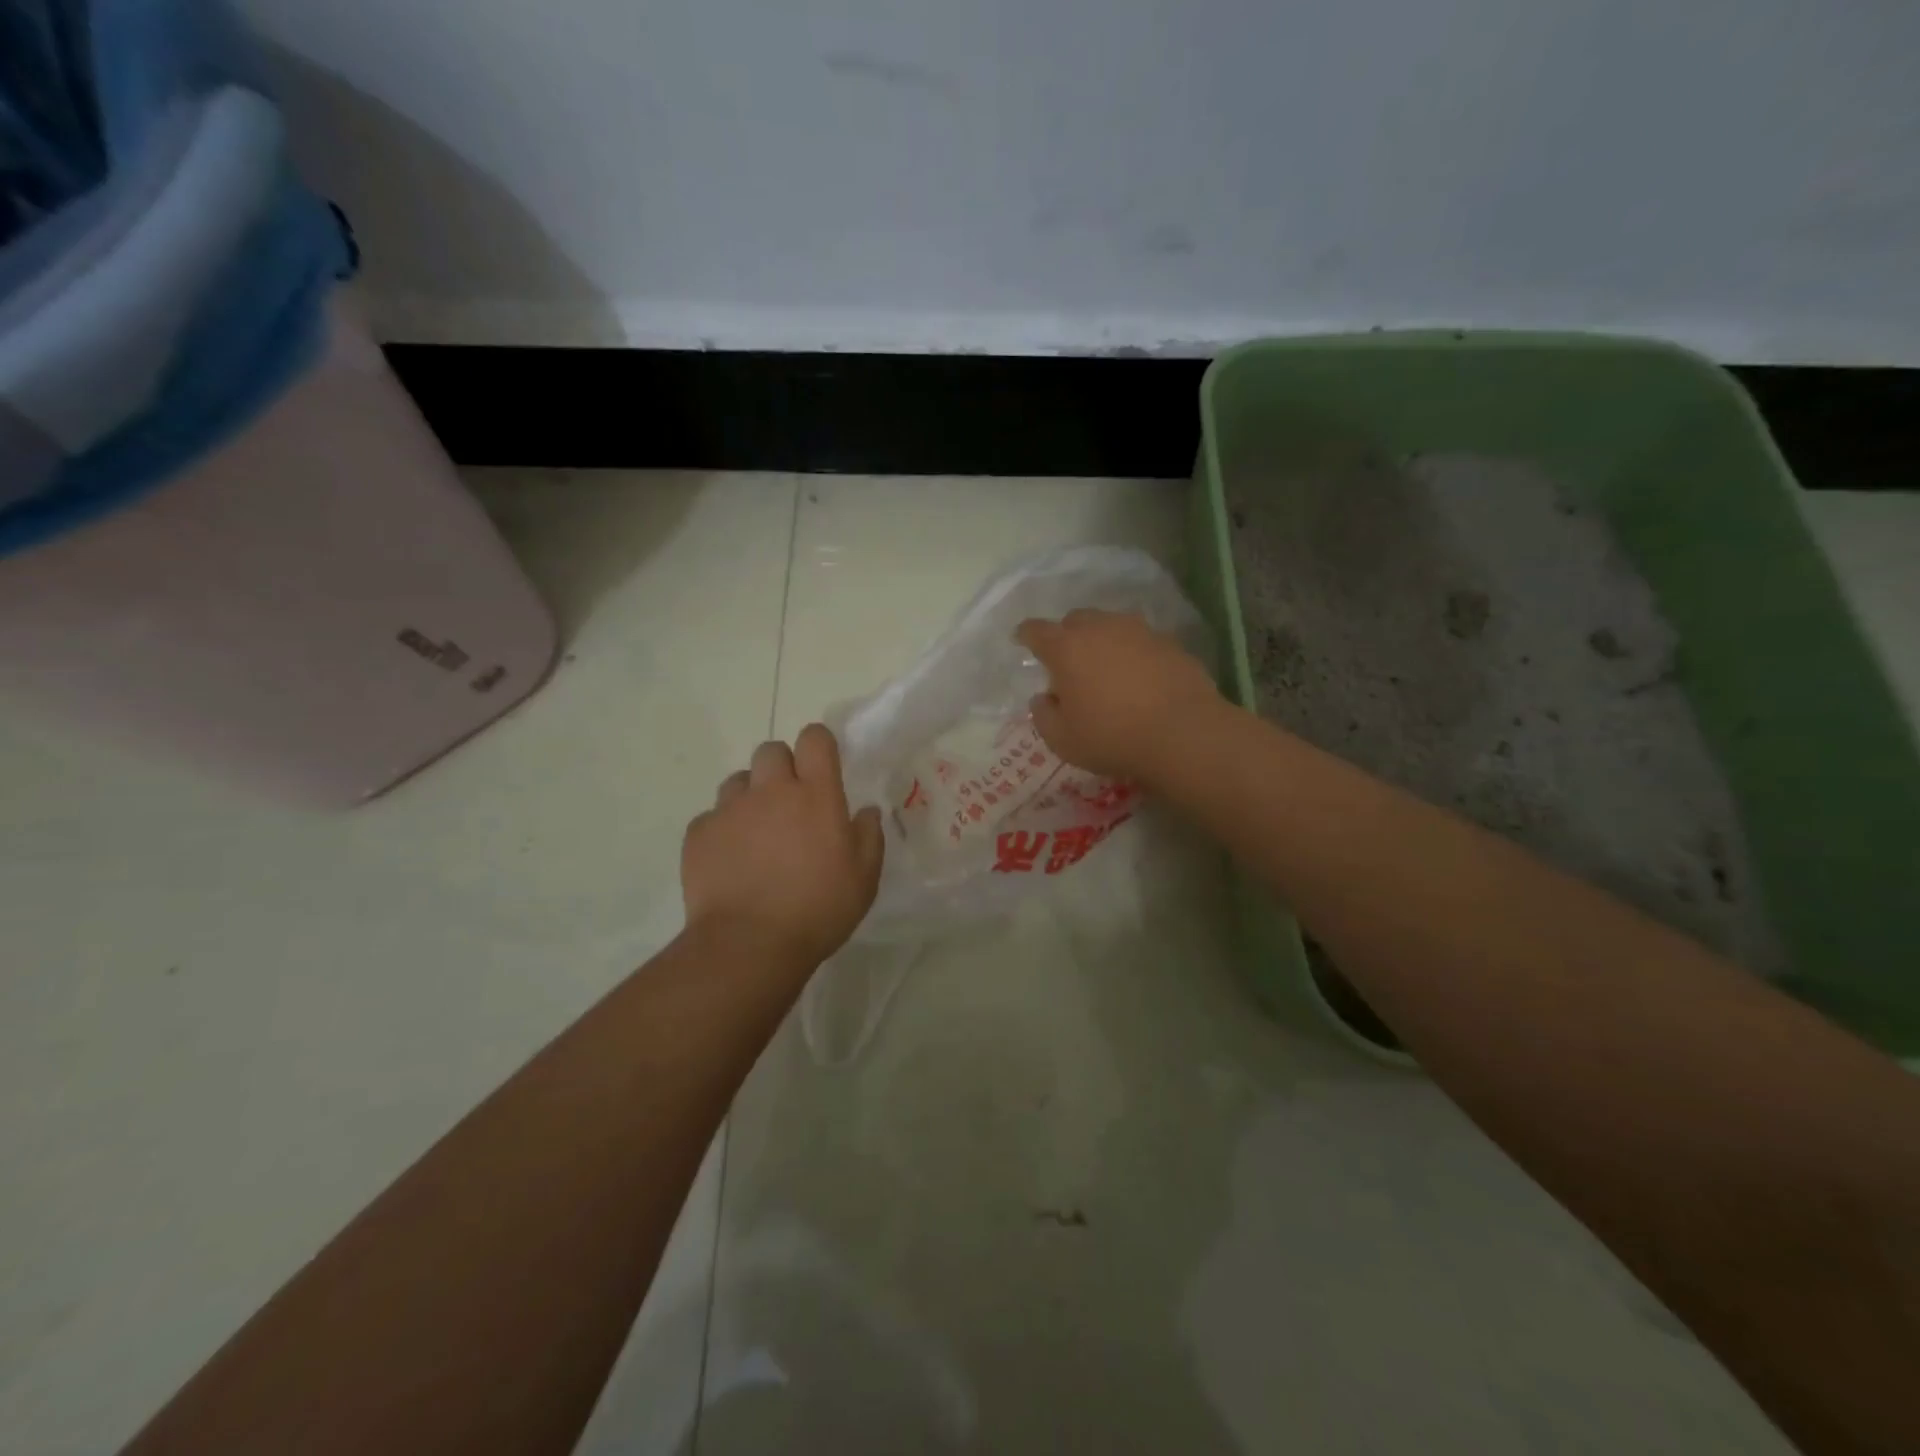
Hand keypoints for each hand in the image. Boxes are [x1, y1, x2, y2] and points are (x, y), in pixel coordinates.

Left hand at [683, 724, 884, 966]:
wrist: (748, 944)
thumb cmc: (818, 909)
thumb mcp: (864, 877)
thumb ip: (868, 836)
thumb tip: (866, 811)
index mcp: (815, 794)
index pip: (814, 739)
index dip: (819, 744)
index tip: (822, 765)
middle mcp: (770, 790)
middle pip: (771, 751)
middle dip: (782, 767)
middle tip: (791, 803)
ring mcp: (730, 810)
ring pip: (738, 781)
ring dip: (751, 796)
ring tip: (757, 832)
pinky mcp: (699, 834)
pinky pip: (712, 817)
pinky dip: (723, 829)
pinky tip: (731, 859)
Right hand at [1015, 610, 1221, 781]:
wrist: (1183, 733)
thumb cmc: (1112, 737)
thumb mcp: (1062, 739)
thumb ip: (1043, 715)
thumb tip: (1044, 698)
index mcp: (1067, 648)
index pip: (1036, 630)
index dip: (1026, 635)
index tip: (1022, 640)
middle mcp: (1101, 628)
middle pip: (1075, 620)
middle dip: (1066, 636)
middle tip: (1068, 663)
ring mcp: (1138, 631)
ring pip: (1110, 625)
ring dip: (1102, 641)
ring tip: (1105, 668)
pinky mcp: (1169, 642)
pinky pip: (1140, 640)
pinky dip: (1132, 653)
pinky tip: (1138, 677)